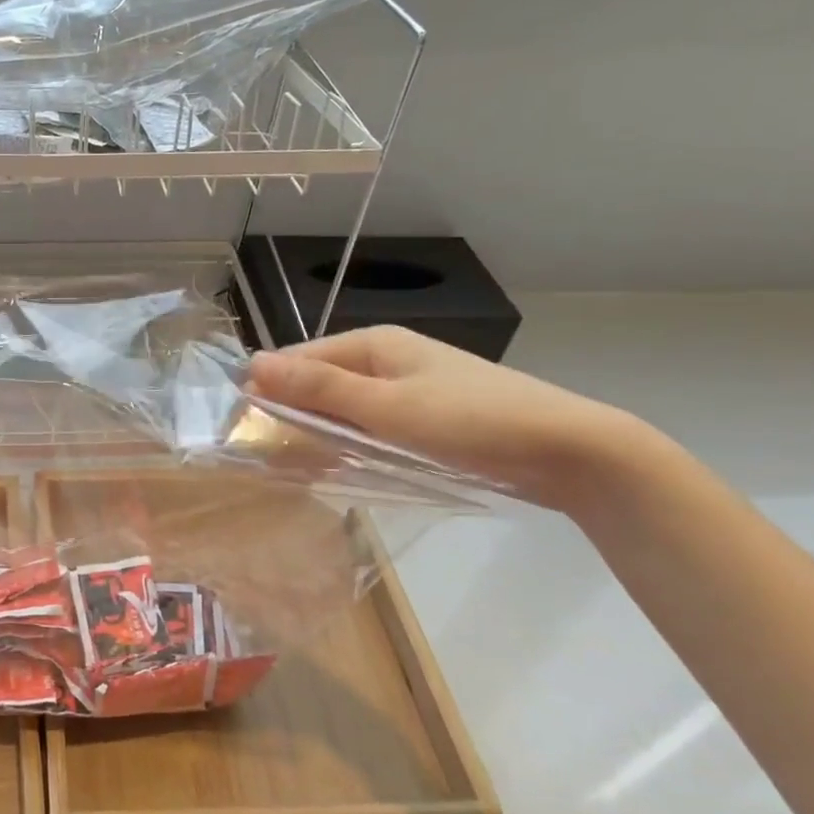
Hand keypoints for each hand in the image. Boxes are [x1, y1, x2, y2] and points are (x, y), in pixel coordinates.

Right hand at [248, 325, 640, 511]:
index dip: (268, 390)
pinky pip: (370, 426)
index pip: (299, 359)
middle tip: (266, 458)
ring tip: (294, 470)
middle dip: (291, 416)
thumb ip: (318, 389)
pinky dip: (350, 444)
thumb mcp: (386, 407)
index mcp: (374, 343)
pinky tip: (338, 469)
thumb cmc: (470, 421)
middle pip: (319, 383)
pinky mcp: (425, 418)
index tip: (243, 430)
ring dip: (318, 434)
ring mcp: (408, 388)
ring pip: (343, 408)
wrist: (570, 450)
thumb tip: (252, 364)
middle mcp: (386, 358)